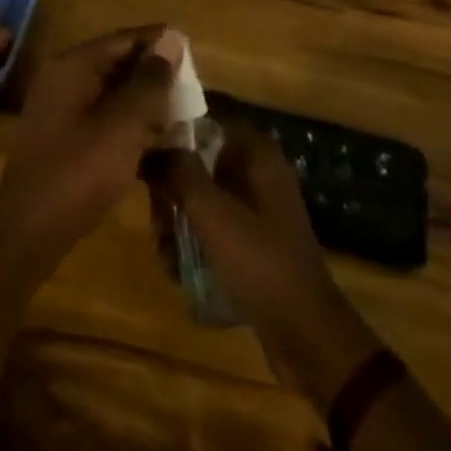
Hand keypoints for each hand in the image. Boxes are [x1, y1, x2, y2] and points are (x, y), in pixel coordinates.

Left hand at [0, 26, 183, 285]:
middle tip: (194, 88)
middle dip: (154, 74)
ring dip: (144, 101)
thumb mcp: (124, 125)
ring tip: (182, 113)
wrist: (30, 229)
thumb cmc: (79, 171)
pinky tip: (155, 140)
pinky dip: (128, 122)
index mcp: (74, 65)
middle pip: (117, 62)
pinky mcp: (63, 134)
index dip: (160, 43)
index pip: (124, 39)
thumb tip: (172, 37)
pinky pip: (102, 115)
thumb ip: (150, 81)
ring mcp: (60, 107)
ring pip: (111, 91)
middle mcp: (63, 77)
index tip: (195, 53)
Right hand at [146, 128, 382, 412]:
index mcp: (256, 154)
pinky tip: (178, 267)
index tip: (145, 149)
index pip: (208, 118)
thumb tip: (150, 148)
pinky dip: (194, 241)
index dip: (174, 127)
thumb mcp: (211, 212)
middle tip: (157, 217)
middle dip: (171, 189)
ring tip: (166, 250)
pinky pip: (212, 226)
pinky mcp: (252, 239)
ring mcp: (256, 207)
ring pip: (201, 196)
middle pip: (198, 160)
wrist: (305, 333)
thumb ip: (178, 172)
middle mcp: (257, 172)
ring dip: (177, 220)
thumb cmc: (259, 261)